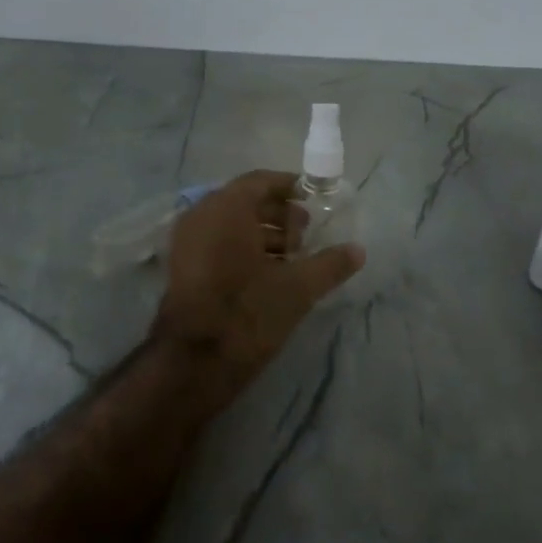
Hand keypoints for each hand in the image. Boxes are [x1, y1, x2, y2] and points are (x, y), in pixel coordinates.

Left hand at [151, 171, 364, 409]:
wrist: (194, 361)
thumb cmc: (248, 311)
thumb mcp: (298, 288)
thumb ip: (330, 264)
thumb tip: (358, 250)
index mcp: (227, 207)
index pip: (260, 181)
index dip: (290, 187)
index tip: (315, 198)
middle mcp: (201, 214)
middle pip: (245, 202)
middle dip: (279, 215)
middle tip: (307, 233)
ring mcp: (187, 241)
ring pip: (231, 224)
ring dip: (263, 234)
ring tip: (294, 257)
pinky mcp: (183, 266)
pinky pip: (217, 242)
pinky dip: (243, 248)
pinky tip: (269, 273)